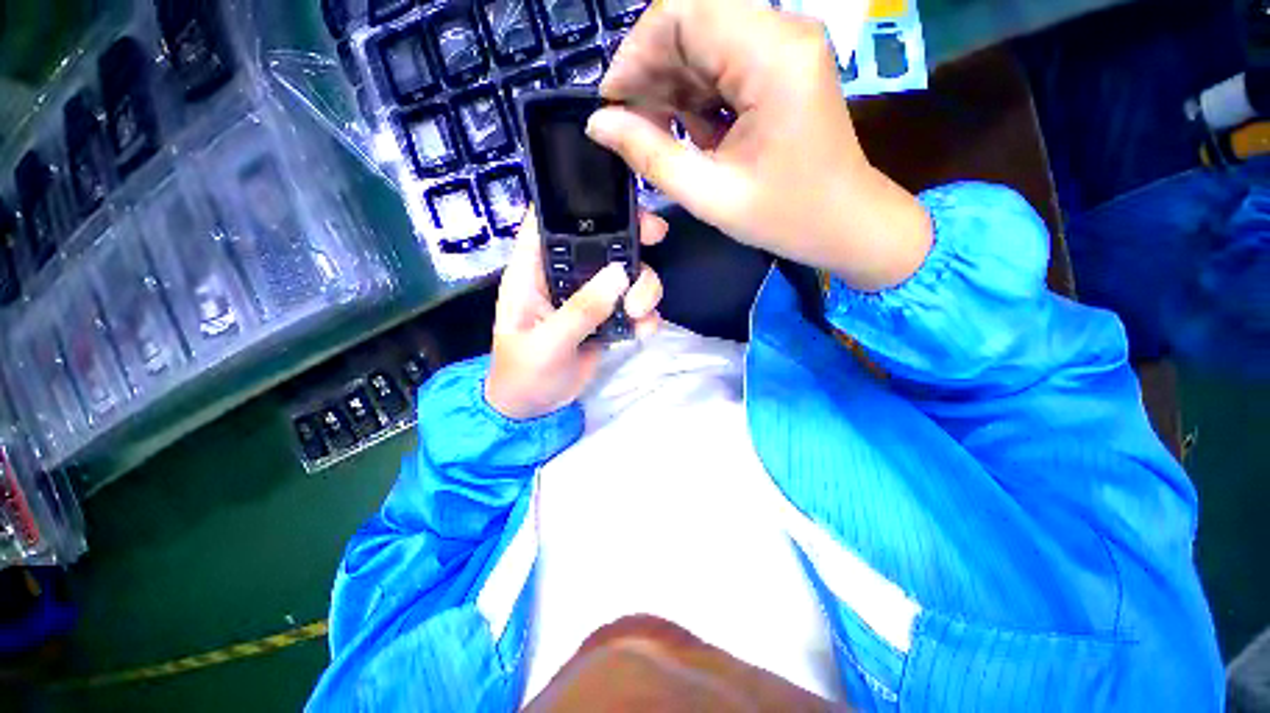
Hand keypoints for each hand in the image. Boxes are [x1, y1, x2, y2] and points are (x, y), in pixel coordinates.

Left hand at [485, 208, 668, 420]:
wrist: (535, 409)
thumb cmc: (523, 374)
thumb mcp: (547, 343)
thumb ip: (581, 310)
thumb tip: (619, 275)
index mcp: (534, 272)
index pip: (550, 222)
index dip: (578, 203)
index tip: (618, 201)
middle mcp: (564, 278)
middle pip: (601, 243)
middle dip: (630, 239)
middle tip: (656, 240)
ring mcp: (588, 299)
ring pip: (624, 275)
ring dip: (642, 287)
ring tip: (638, 312)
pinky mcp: (606, 320)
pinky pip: (632, 308)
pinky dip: (644, 316)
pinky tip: (643, 331)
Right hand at [587, 0, 932, 291]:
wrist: (846, 224)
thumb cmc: (786, 218)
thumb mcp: (710, 195)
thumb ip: (650, 156)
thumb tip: (598, 124)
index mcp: (772, 56)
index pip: (682, 14)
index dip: (634, 55)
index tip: (611, 106)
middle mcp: (782, 32)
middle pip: (692, 23)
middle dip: (651, 74)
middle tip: (631, 129)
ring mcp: (785, 46)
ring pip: (704, 44)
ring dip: (673, 89)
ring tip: (664, 139)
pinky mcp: (782, 66)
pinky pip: (723, 63)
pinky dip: (698, 97)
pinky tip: (697, 135)